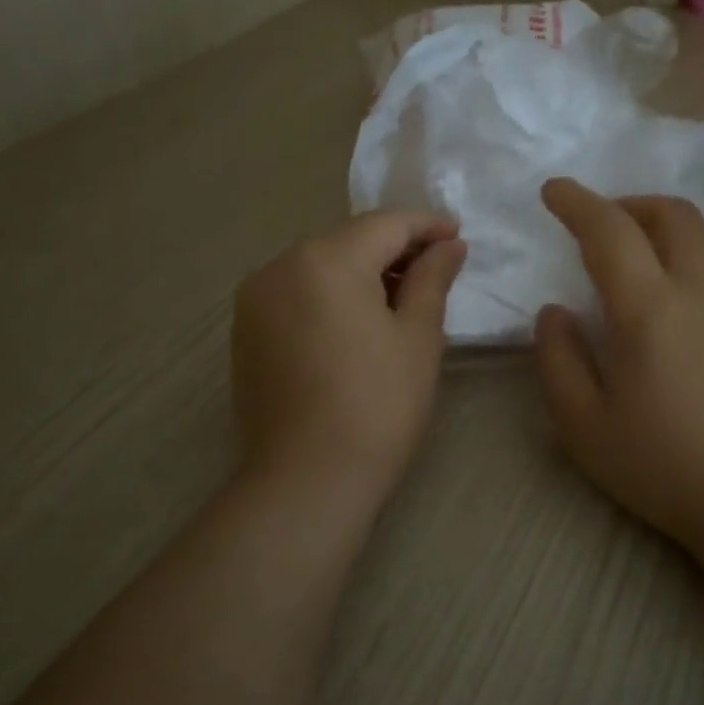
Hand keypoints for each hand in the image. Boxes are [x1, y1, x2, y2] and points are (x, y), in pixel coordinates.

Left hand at [232, 212, 466, 504]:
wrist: (308, 480)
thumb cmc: (378, 406)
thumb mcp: (418, 338)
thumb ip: (432, 279)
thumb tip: (449, 245)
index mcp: (326, 260)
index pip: (385, 225)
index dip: (426, 226)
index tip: (458, 235)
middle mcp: (281, 265)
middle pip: (348, 241)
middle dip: (394, 249)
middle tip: (437, 268)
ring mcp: (256, 298)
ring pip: (320, 266)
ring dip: (362, 272)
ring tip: (401, 297)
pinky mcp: (246, 330)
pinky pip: (297, 293)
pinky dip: (330, 295)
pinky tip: (357, 322)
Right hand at [533, 179, 703, 549]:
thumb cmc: (662, 466)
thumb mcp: (584, 425)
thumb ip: (558, 359)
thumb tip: (555, 312)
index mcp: (650, 310)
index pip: (610, 231)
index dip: (577, 203)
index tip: (554, 191)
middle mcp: (702, 291)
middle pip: (671, 214)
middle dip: (628, 204)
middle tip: (600, 226)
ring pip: (703, 240)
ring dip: (662, 232)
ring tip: (634, 262)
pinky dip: (689, 263)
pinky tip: (675, 306)